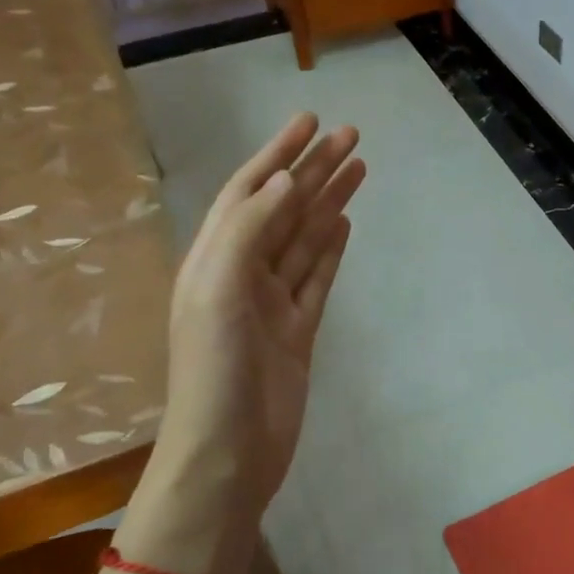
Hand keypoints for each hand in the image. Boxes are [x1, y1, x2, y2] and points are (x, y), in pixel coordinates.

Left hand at [129, 114, 363, 567]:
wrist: (229, 452)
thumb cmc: (216, 371)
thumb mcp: (219, 291)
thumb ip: (248, 231)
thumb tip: (282, 180)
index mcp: (215, 259)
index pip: (250, 192)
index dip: (277, 153)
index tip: (310, 120)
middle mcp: (242, 273)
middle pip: (283, 208)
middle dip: (313, 170)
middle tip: (351, 135)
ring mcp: (272, 302)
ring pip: (304, 239)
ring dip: (328, 202)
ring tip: (358, 168)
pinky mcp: (297, 329)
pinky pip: (317, 277)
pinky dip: (330, 248)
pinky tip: (344, 223)